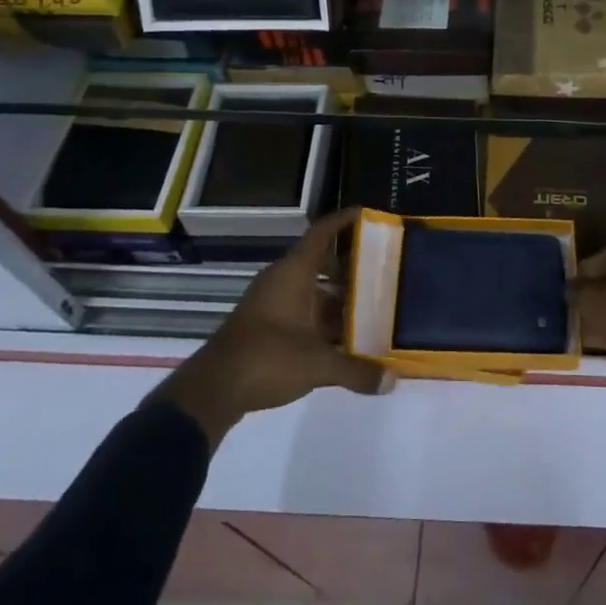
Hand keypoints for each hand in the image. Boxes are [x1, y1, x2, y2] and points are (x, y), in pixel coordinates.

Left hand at [155, 208, 388, 445]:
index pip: (322, 233)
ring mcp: (272, 304)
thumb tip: (392, 381)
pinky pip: (302, 312)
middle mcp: (282, 281)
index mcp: (294, 273)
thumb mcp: (318, 364)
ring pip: (313, 291)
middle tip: (384, 271)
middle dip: (352, 267)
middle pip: (322, 263)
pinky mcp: (266, 327)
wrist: (213, 390)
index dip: (345, 220)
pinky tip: (345, 339)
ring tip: (373, 308)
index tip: (370, 214)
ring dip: (339, 299)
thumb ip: (357, 370)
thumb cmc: (268, 358)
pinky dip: (323, 320)